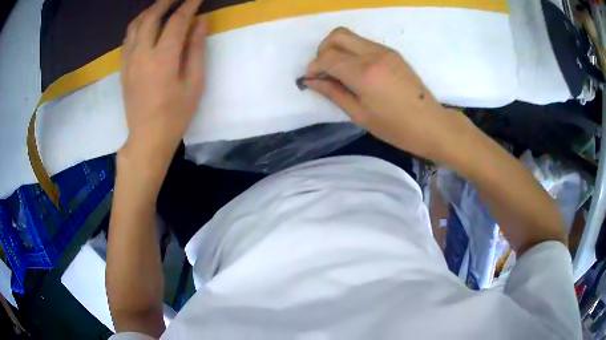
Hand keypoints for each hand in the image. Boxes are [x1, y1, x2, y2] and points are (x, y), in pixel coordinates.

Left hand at [120, 0, 205, 172]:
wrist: (147, 138)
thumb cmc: (175, 115)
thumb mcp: (194, 83)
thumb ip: (196, 49)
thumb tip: (201, 22)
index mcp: (162, 59)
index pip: (176, 21)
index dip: (189, 5)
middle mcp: (142, 54)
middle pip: (150, 17)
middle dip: (165, 2)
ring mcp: (129, 61)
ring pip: (134, 26)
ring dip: (148, 11)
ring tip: (161, 5)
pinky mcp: (123, 68)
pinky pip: (127, 39)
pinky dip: (137, 25)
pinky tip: (145, 24)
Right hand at [306, 27, 462, 159]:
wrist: (431, 124)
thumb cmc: (395, 127)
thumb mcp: (359, 115)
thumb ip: (333, 93)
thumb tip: (311, 81)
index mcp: (364, 73)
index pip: (328, 57)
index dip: (314, 66)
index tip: (311, 79)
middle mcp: (373, 54)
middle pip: (337, 35)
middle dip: (323, 49)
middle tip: (323, 69)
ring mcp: (385, 51)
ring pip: (351, 37)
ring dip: (338, 49)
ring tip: (339, 72)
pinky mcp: (392, 53)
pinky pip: (364, 43)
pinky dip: (352, 51)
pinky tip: (356, 71)